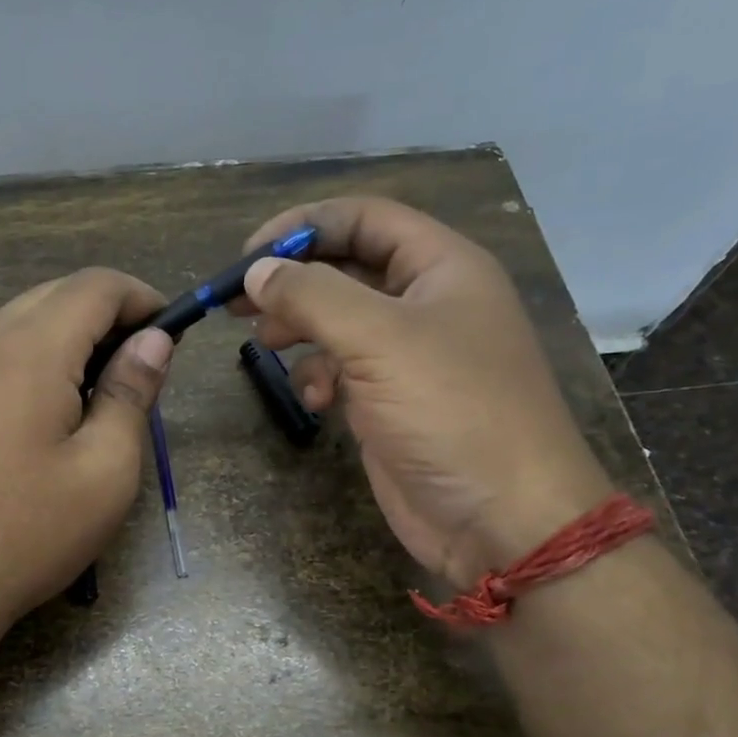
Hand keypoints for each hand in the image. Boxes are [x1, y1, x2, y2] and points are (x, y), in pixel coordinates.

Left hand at [0, 268, 172, 631]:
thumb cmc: (29, 533)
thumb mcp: (105, 470)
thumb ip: (131, 393)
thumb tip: (154, 340)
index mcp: (30, 349)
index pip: (97, 286)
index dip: (143, 298)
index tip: (171, 333)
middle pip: (58, 294)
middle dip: (109, 316)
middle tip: (141, 369)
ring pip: (24, 318)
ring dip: (70, 336)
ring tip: (99, 393)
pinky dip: (35, 356)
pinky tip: (48, 409)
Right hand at [231, 197, 613, 588]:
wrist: (500, 518)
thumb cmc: (451, 412)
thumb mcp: (379, 340)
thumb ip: (312, 296)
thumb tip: (256, 272)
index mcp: (441, 267)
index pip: (364, 218)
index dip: (303, 226)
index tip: (248, 256)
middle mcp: (425, 302)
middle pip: (345, 267)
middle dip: (292, 282)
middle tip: (237, 303)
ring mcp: (408, 355)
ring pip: (337, 320)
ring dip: (299, 330)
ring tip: (267, 347)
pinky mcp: (390, 401)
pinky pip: (341, 369)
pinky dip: (318, 376)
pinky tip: (315, 401)